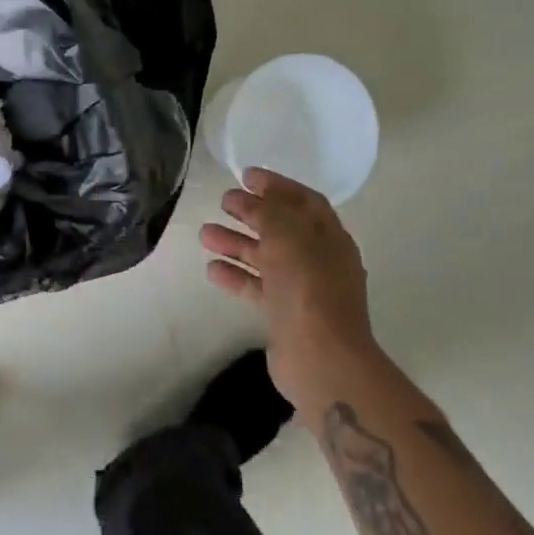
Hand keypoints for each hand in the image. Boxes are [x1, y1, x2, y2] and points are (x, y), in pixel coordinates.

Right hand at [199, 167, 378, 419]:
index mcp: (328, 236)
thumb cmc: (308, 288)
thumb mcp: (288, 236)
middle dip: (252, 212)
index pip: (303, 200)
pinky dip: (235, 276)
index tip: (246, 175)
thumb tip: (252, 197)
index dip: (276, 185)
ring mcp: (302, 289)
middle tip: (222, 201)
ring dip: (237, 243)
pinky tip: (212, 269)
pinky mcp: (285, 314)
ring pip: (266, 257)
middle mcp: (318, 259)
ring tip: (204, 234)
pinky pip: (257, 287)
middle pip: (282, 227)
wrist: (322, 359)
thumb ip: (270, 210)